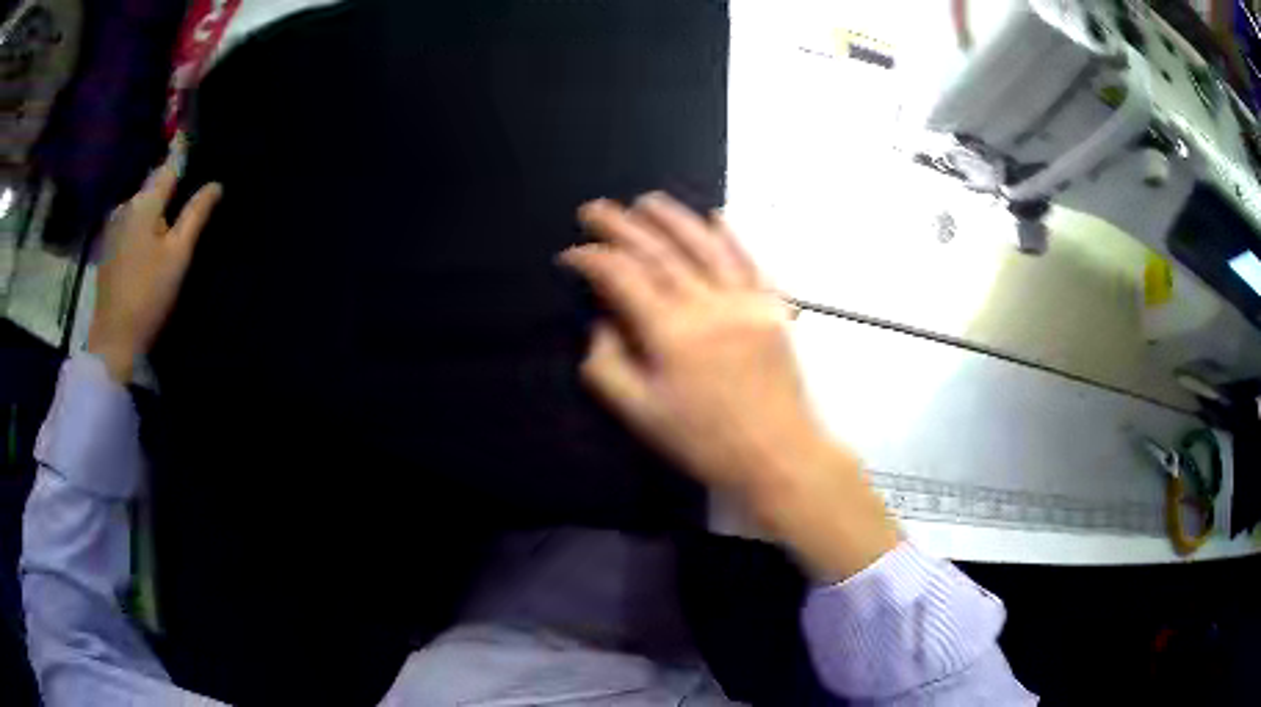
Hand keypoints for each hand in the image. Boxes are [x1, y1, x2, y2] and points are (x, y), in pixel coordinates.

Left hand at [87, 152, 222, 382]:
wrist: (113, 338)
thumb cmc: (149, 295)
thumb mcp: (178, 255)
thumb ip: (196, 214)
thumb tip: (216, 184)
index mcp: (145, 202)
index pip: (170, 166)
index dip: (185, 154)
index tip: (195, 139)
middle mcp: (127, 204)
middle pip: (154, 184)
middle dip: (170, 183)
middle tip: (188, 187)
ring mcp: (114, 224)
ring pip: (141, 203)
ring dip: (156, 204)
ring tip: (171, 214)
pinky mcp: (108, 244)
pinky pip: (131, 219)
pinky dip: (143, 220)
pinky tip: (150, 238)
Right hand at [562, 192, 897, 580]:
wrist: (778, 454)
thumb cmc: (705, 441)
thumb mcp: (641, 415)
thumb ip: (608, 364)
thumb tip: (602, 321)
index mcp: (672, 333)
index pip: (623, 277)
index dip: (593, 259)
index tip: (571, 253)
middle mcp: (708, 304)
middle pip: (659, 252)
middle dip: (622, 226)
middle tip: (595, 208)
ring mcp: (745, 300)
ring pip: (704, 245)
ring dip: (672, 218)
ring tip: (645, 201)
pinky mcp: (772, 306)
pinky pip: (749, 260)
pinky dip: (730, 235)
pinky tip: (716, 215)